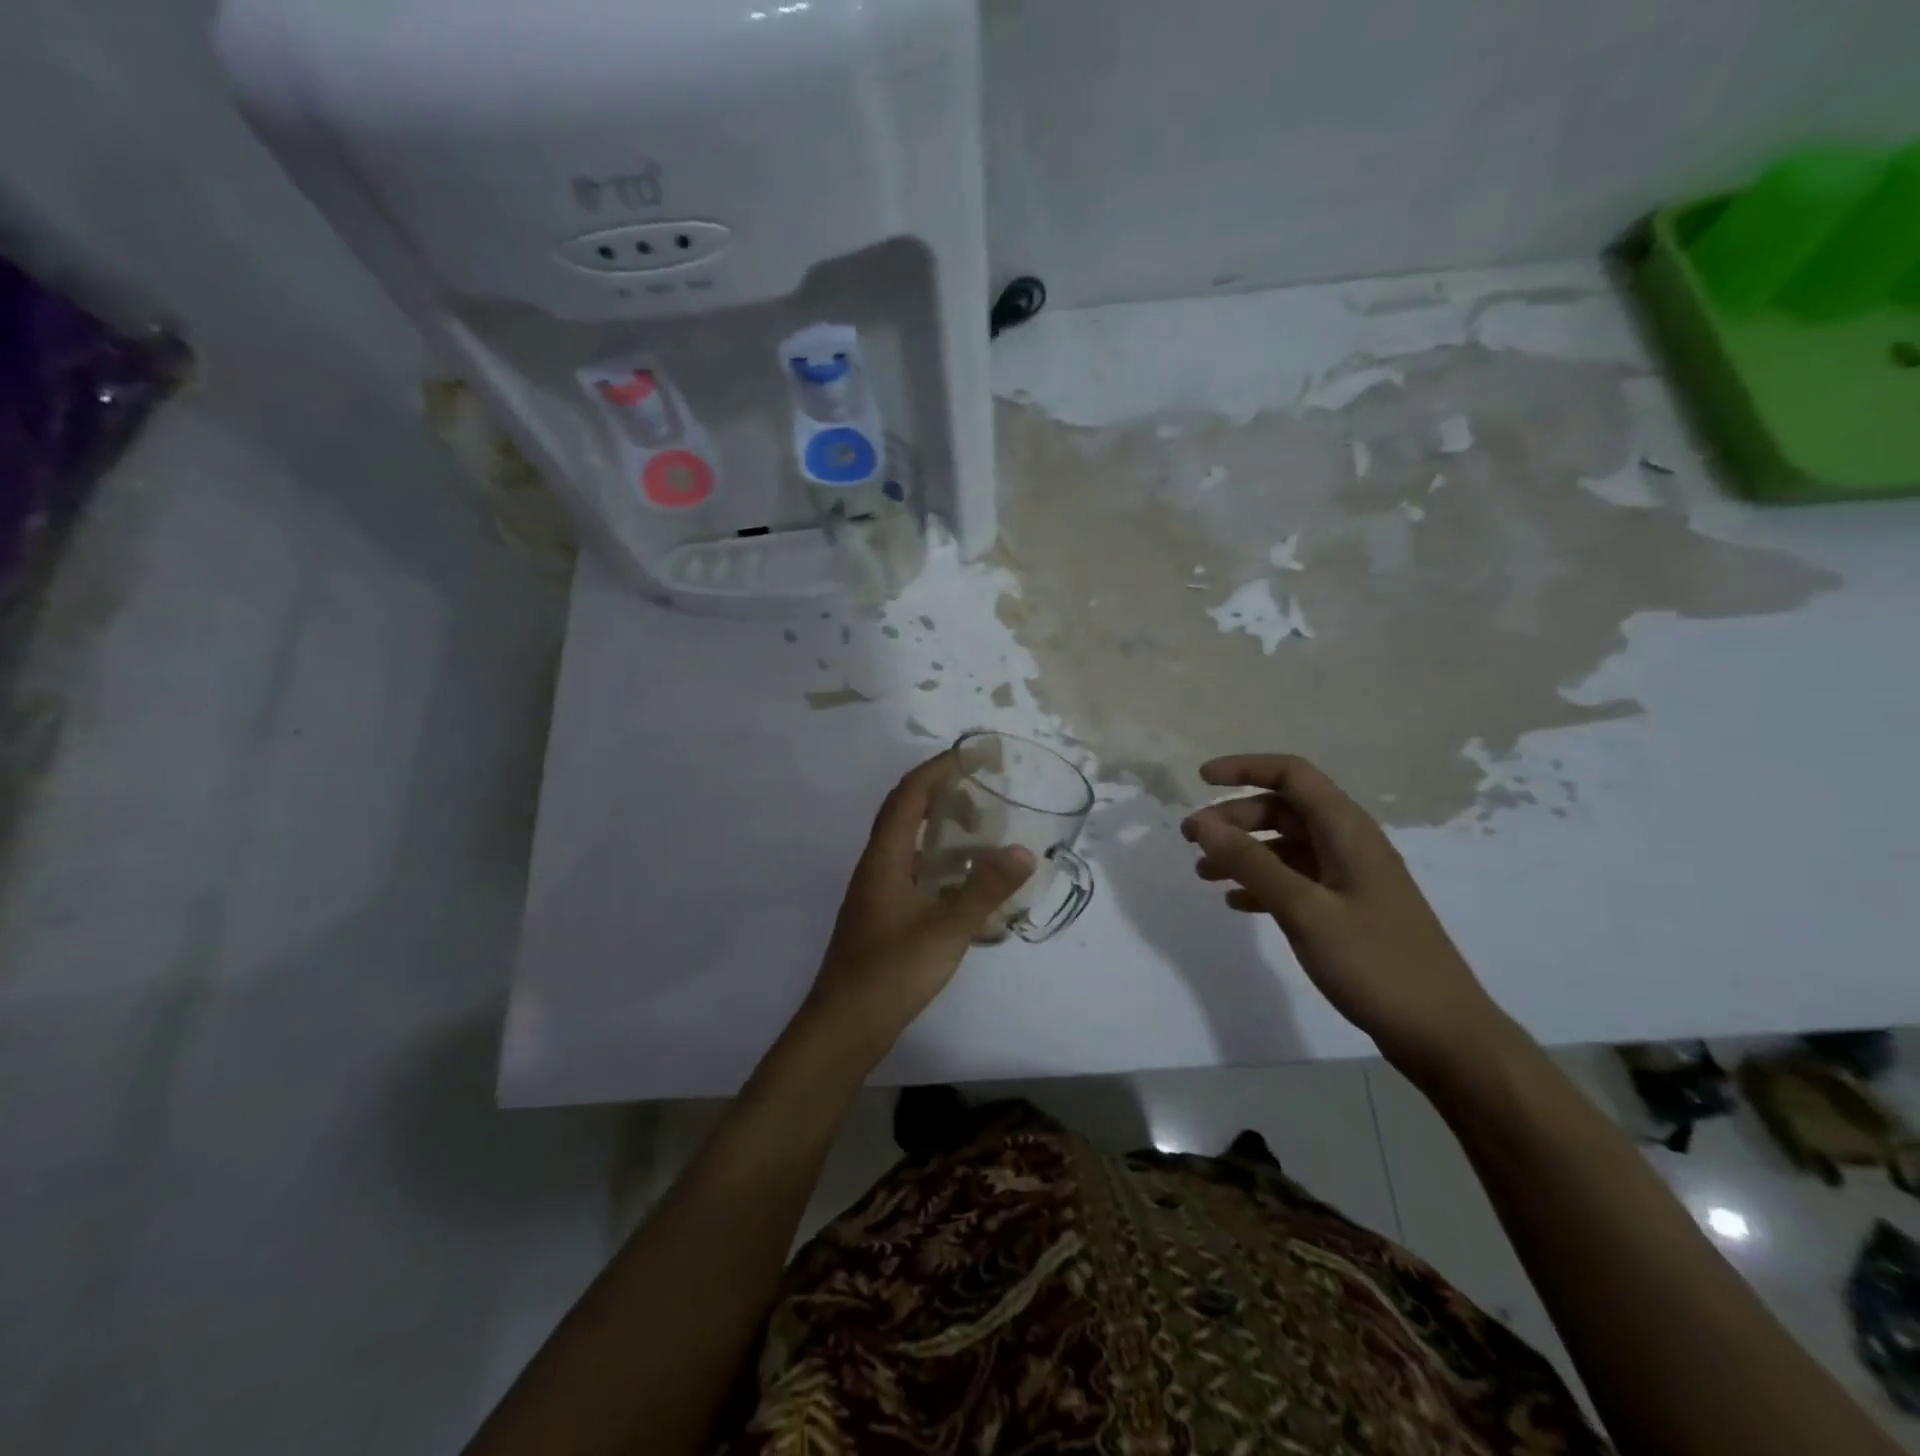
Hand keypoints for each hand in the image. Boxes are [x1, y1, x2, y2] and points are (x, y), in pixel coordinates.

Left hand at [797, 752, 1035, 1065]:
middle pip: (905, 812)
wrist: (844, 1026)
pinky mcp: (882, 915)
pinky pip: (913, 870)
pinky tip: (965, 883)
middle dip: (943, 794)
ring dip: (941, 828)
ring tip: (981, 833)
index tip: (973, 755)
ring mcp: (877, 892)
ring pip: (909, 844)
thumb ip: (984, 890)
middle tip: (985, 796)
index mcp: (884, 858)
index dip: (938, 768)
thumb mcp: (945, 930)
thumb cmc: (890, 973)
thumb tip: (1023, 850)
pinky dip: (940, 862)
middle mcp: (876, 866)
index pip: (908, 794)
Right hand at [1181, 753, 1507, 1074]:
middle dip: (1234, 819)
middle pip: (1284, 810)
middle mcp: (1350, 845)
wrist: (1443, 1034)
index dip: (1245, 768)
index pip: (1292, 775)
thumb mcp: (1305, 910)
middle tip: (1191, 840)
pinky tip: (1237, 903)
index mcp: (1347, 831)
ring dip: (1243, 853)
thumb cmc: (1376, 963)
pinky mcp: (1348, 911)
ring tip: (1203, 874)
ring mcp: (1350, 879)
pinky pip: (1296, 881)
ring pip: (1286, 847)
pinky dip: (1262, 884)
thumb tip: (1204, 824)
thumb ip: (1252, 863)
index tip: (1201, 779)